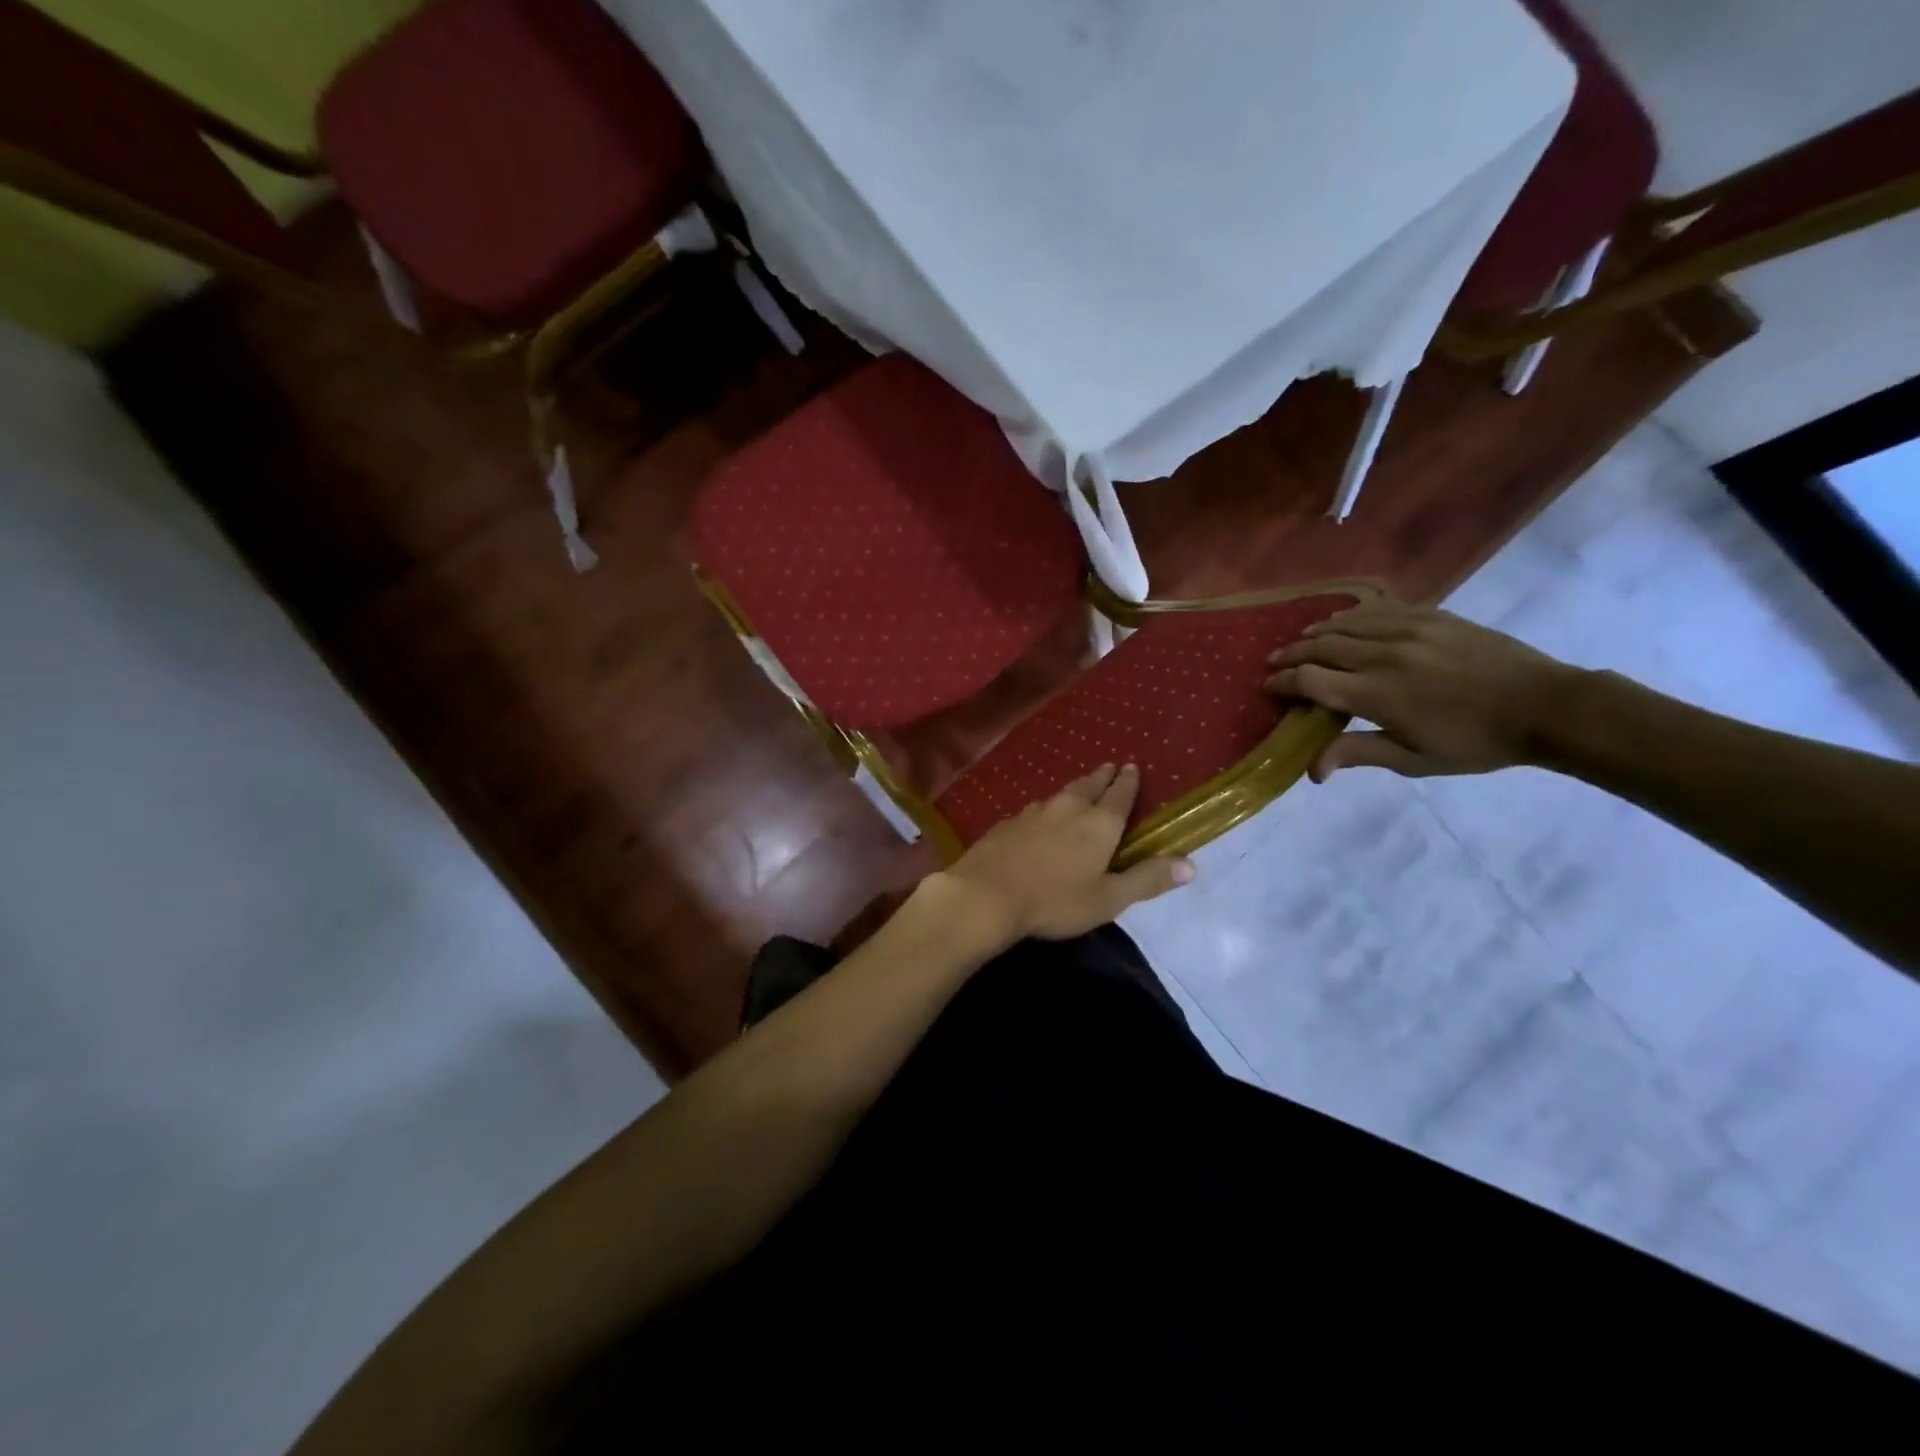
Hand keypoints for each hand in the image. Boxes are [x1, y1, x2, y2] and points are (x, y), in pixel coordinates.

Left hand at [932, 764, 1194, 941]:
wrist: (985, 894)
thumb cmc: (1055, 900)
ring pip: (1059, 795)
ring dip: (1074, 789)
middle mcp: (1067, 809)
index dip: (1128, 782)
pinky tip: (1040, 816)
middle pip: (1088, 786)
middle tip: (1108, 766)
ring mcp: (1032, 813)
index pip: (1119, 795)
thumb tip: (1192, 864)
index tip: (1131, 766)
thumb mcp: (1109, 898)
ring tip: (1079, 789)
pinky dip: (1046, 808)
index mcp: (1098, 824)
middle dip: (1102, 777)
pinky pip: (1034, 809)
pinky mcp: (1006, 824)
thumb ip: (1147, 879)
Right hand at [1264, 602, 1579, 779]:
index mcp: (1377, 694)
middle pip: (1321, 647)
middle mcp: (1384, 656)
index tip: (1269, 687)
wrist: (1545, 706)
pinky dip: (1353, 614)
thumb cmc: (1476, 742)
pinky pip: (1380, 608)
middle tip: (1275, 662)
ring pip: (1346, 623)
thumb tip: (1312, 770)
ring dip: (1317, 632)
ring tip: (1302, 640)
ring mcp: (1409, 630)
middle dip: (1292, 654)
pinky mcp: (1432, 616)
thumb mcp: (1415, 759)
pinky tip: (1345, 620)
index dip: (1284, 683)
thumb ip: (1359, 753)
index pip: (1311, 681)